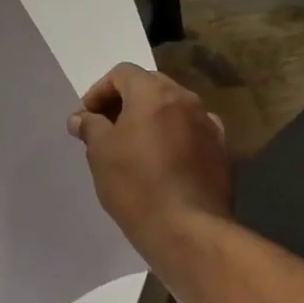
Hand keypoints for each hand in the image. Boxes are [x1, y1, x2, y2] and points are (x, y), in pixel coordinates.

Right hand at [67, 63, 230, 251]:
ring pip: (174, 109)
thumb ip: (90, 126)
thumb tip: (82, 118)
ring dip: (151, 119)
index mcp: (154, 93)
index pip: (122, 73)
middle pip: (150, 86)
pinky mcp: (222, 151)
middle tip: (106, 129)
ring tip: (133, 147)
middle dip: (125, 102)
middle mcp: (186, 100)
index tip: (86, 118)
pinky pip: (191, 132)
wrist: (187, 229)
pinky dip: (174, 137)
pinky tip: (164, 162)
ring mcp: (209, 125)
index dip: (99, 91)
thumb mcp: (100, 152)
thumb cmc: (136, 185)